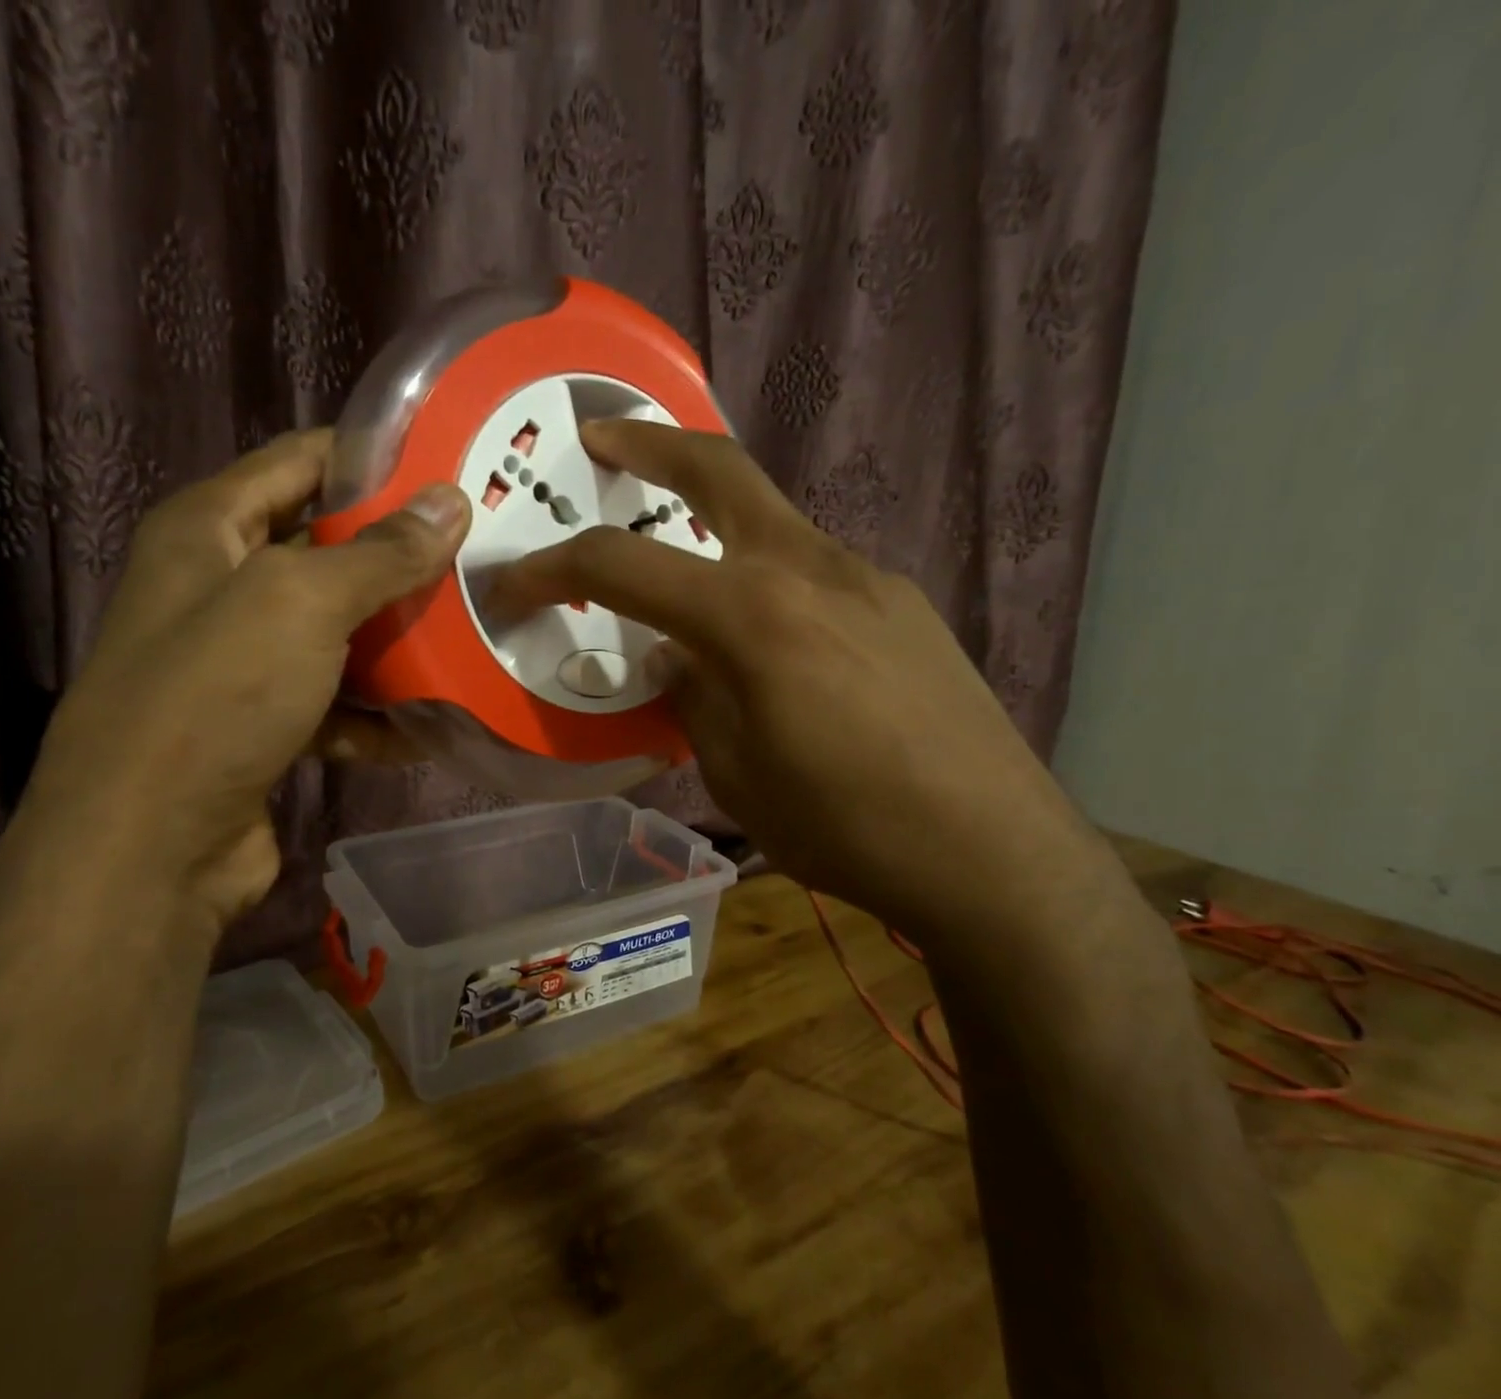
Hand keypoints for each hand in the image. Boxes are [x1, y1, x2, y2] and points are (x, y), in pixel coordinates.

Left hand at [24, 429, 468, 926]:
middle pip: (326, 551)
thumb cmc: (217, 696)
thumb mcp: (301, 604)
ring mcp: (242, 663)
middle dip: (398, 556)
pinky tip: (431, 722)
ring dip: (397, 640)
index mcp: (208, 530)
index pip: (299, 462)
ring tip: (473, 632)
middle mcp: (220, 588)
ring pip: (338, 633)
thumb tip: (449, 502)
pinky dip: (377, 714)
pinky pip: (335, 703)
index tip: (448, 462)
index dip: (370, 456)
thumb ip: (379, 554)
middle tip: (478, 553)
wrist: (151, 846)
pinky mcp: (264, 726)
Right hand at [492, 420, 1102, 947]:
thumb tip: (672, 658)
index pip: (623, 565)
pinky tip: (769, 637)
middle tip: (600, 437)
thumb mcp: (733, 773)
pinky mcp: (902, 605)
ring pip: (770, 520)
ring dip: (713, 520)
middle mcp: (808, 569)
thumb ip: (691, 697)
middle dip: (648, 445)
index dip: (553, 568)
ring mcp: (866, 578)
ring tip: (682, 564)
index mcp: (751, 615)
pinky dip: (766, 580)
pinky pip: (812, 571)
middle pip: (718, 469)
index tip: (513, 582)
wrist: (993, 851)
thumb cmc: (844, 824)